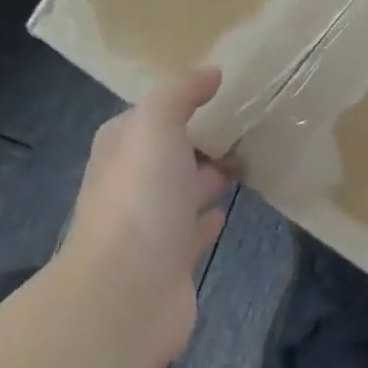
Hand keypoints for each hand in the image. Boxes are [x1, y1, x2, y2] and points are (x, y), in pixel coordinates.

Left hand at [66, 70, 229, 367]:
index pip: (148, 115)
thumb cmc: (140, 198)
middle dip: (197, 139)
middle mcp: (129, 184)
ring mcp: (148, 227)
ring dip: (206, 177)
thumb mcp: (156, 125)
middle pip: (167, 153)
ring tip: (246, 158)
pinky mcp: (169, 263)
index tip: (221, 90)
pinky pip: (193, 232)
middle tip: (244, 122)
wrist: (125, 294)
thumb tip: (211, 73)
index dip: (179, 101)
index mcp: (121, 148)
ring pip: (182, 191)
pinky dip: (208, 219)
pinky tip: (228, 209)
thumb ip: (181, 93)